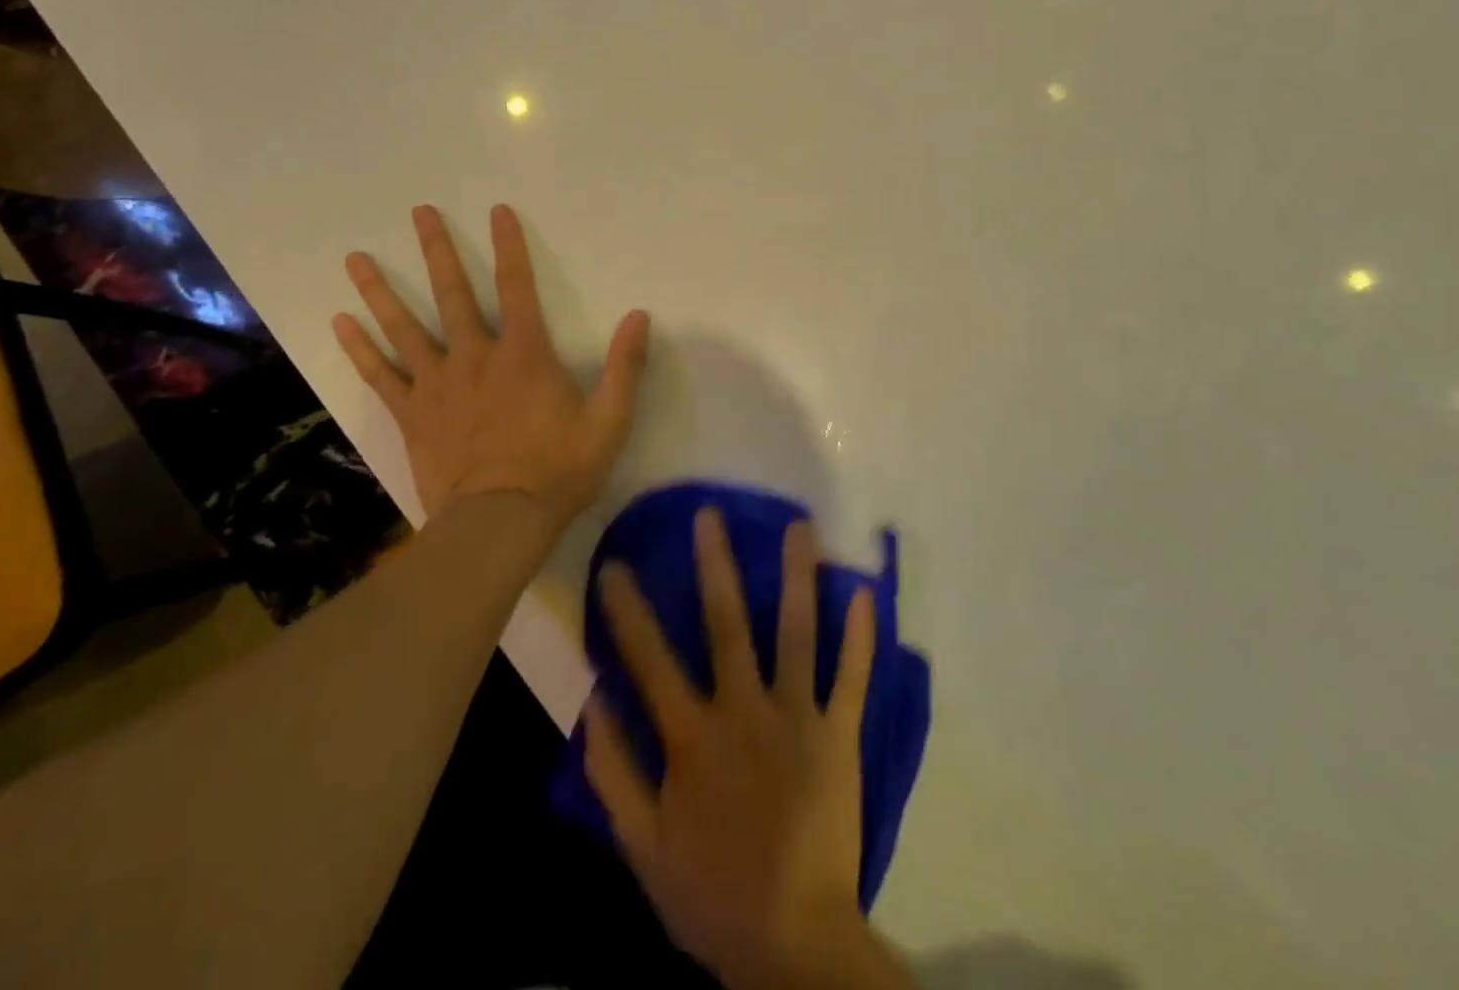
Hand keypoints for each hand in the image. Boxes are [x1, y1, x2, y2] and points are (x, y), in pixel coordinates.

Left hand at [331, 203, 649, 528]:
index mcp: (524, 354)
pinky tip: (338, 323)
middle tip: (419, 212)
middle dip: (437, 250)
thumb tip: (639, 316)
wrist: (500, 522)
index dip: (509, 246)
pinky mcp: (412, 414)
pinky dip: (359, 348)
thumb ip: (625, 366)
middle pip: (452, 294)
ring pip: (404, 328)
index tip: (497, 211)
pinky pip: (380, 375)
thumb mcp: (610, 421)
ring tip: (355, 258)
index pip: (518, 286)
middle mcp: (475, 357)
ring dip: (380, 290)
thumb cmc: (560, 471)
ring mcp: (437, 384)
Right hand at [588, 509, 910, 989]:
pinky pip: (852, 679)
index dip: (628, 610)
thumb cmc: (713, 893)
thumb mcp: (642, 846)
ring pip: (796, 635)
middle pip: (727, 626)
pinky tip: (866, 593)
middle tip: (710, 514)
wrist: (795, 944)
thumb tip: (592, 702)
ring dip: (798, 578)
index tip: (614, 563)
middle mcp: (745, 712)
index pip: (650, 659)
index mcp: (694, 737)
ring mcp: (798, 719)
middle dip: (716, 565)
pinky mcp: (840, 737)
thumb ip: (614, 771)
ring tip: (799, 527)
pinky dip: (860, 637)